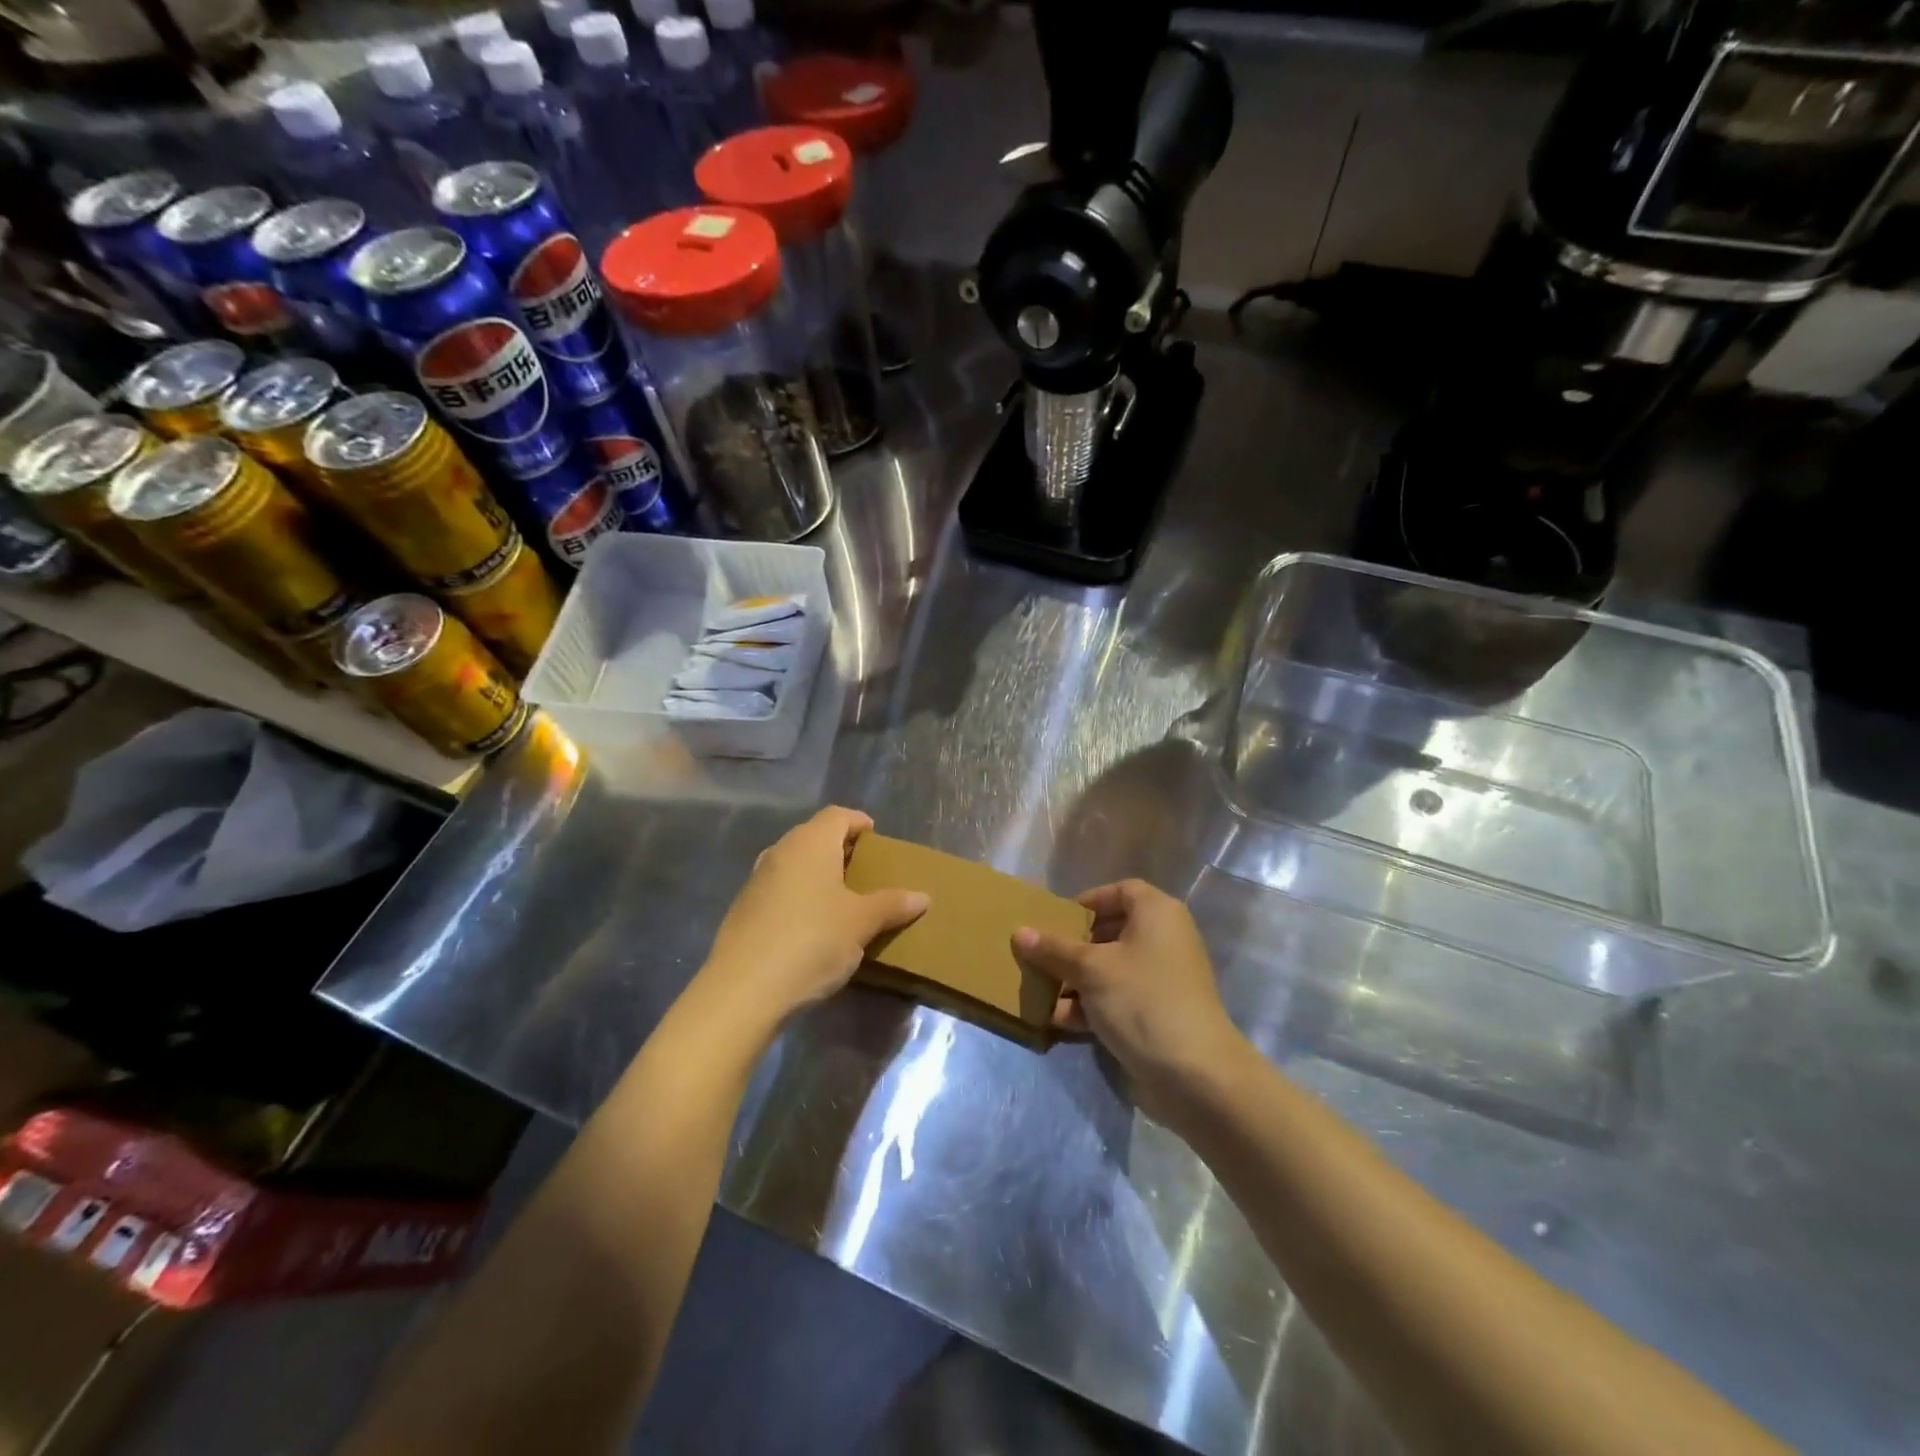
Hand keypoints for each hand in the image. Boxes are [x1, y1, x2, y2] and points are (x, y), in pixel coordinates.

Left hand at [701, 806, 928, 1031]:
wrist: (743, 989)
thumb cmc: (812, 941)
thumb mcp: (861, 923)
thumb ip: (892, 905)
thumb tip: (923, 897)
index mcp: (810, 843)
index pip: (838, 815)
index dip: (859, 823)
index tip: (877, 841)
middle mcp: (781, 851)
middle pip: (815, 836)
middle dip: (841, 849)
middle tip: (866, 872)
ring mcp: (757, 879)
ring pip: (795, 863)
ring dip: (819, 874)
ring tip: (843, 900)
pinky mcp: (744, 909)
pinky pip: (780, 889)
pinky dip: (800, 896)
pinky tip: (812, 926)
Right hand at [1013, 879, 1243, 1122]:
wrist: (1195, 1074)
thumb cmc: (1142, 1000)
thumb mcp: (1090, 969)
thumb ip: (1053, 948)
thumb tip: (1020, 932)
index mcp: (1157, 913)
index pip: (1120, 891)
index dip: (1088, 901)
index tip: (1057, 920)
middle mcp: (1164, 939)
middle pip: (1111, 931)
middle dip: (1073, 946)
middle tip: (1043, 957)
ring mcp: (1164, 978)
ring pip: (1111, 968)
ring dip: (1076, 980)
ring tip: (1043, 993)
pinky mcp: (1159, 1013)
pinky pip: (1119, 997)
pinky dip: (1092, 1005)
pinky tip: (1060, 1021)